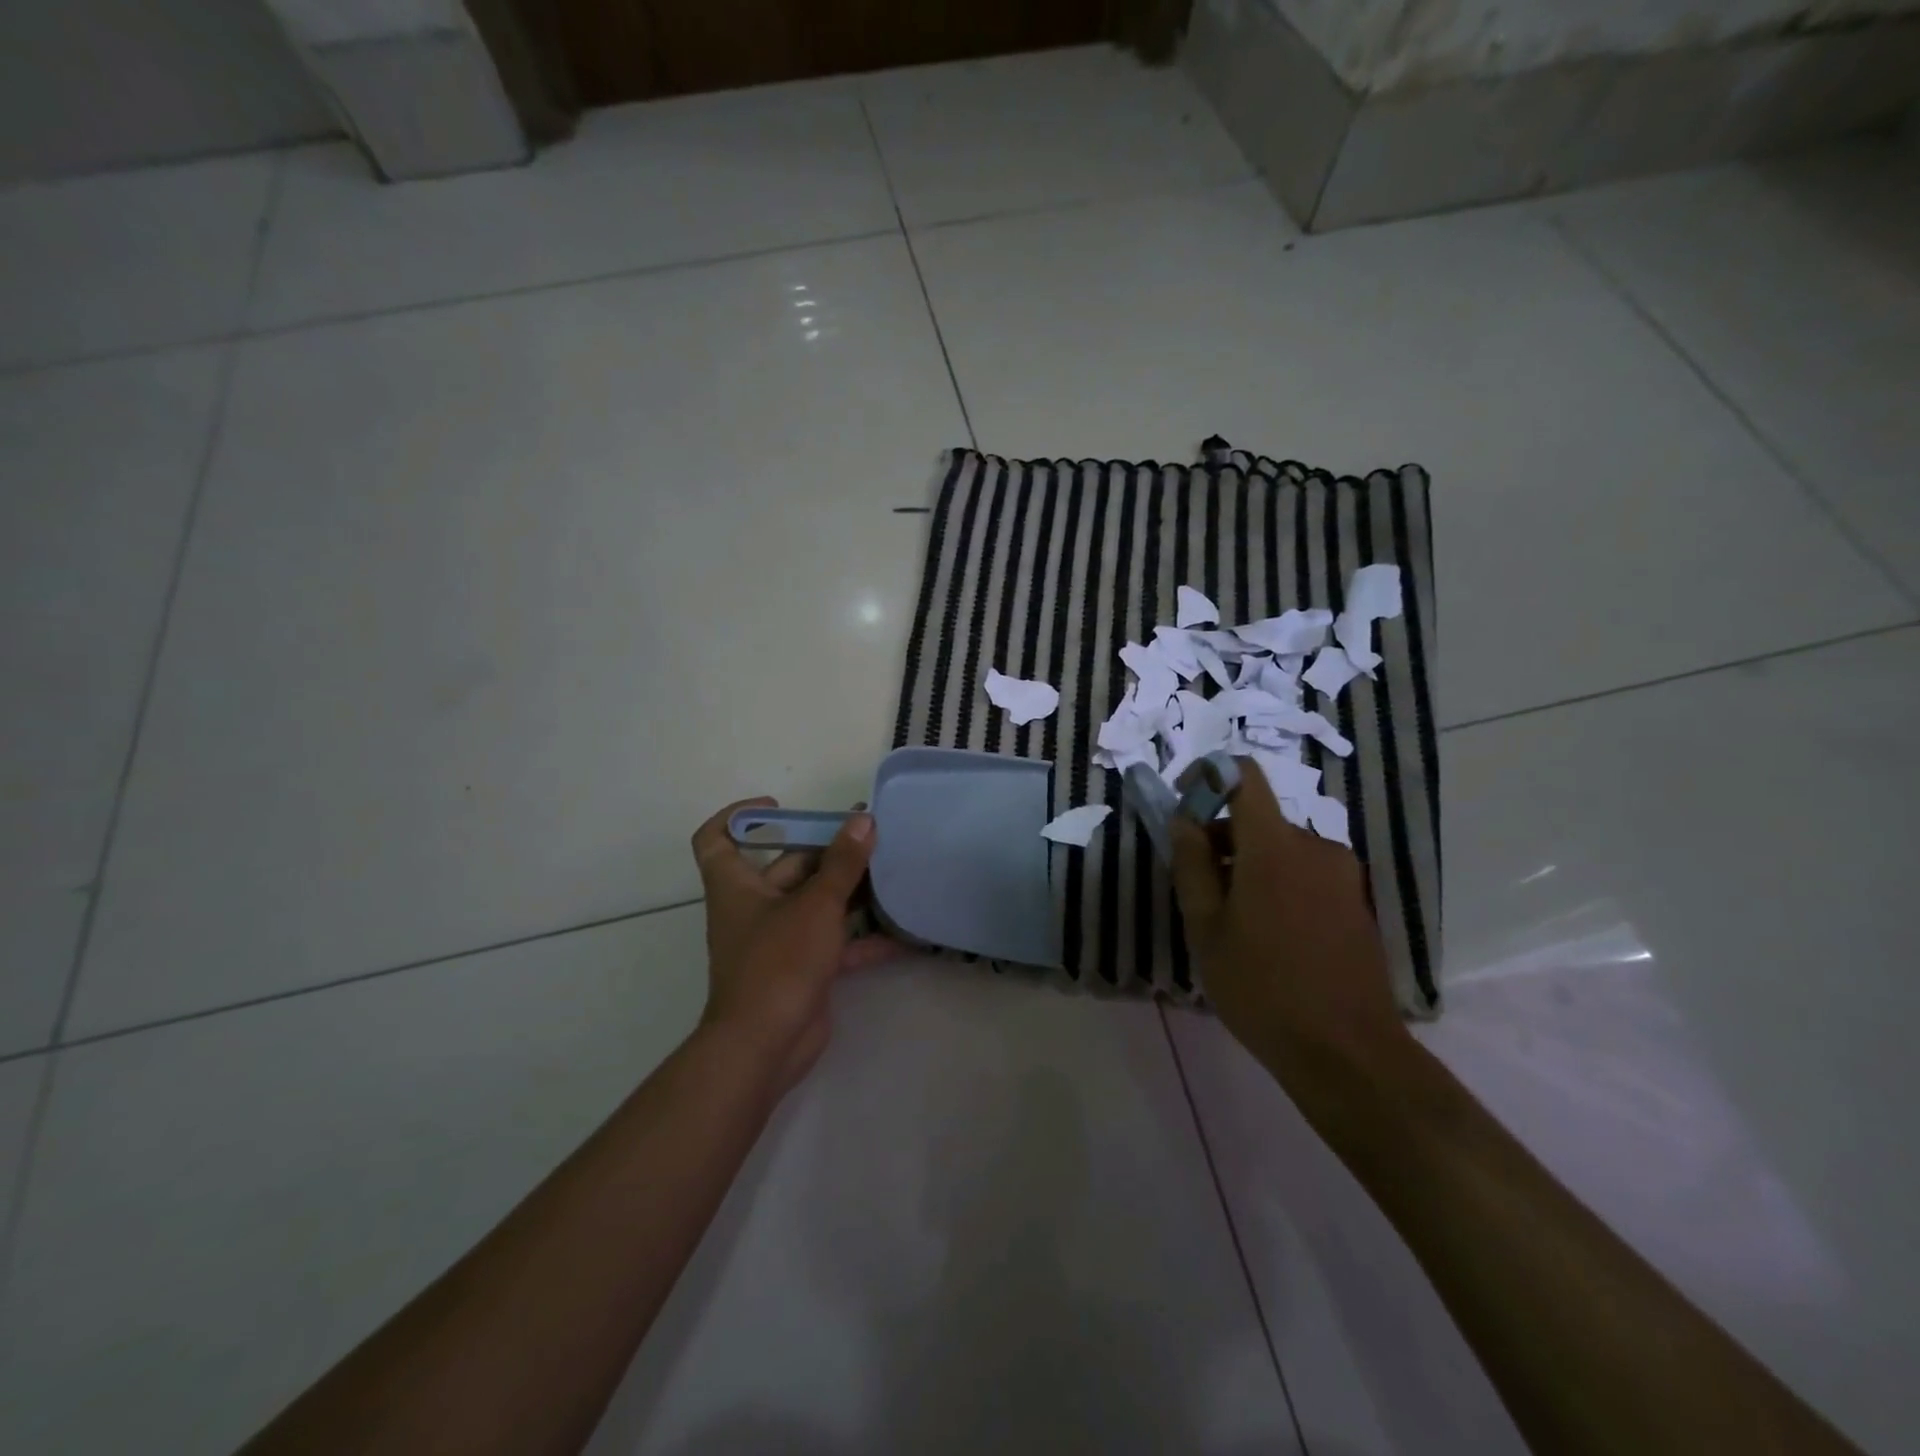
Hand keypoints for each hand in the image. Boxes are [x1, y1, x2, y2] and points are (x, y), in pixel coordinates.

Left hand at [691, 797, 900, 1094]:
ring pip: (815, 904)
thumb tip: (863, 821)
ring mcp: (778, 941)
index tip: (779, 806)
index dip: (740, 816)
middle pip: (787, 867)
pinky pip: (834, 944)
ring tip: (890, 872)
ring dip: (850, 891)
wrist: (765, 1047)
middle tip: (870, 835)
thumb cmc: (779, 962)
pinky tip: (901, 932)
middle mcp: (754, 908)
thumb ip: (842, 863)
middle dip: (827, 851)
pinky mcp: (802, 969)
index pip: (717, 838)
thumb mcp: (815, 905)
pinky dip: (863, 938)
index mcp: (737, 886)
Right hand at [1168, 761, 1409, 1086]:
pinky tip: (1268, 937)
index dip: (1209, 777)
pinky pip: (1305, 874)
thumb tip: (1183, 820)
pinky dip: (1277, 886)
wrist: (1347, 1052)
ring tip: (1231, 923)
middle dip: (1222, 841)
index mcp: (1274, 845)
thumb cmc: (1261, 987)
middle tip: (1198, 891)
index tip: (1184, 805)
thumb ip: (1191, 865)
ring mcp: (1342, 875)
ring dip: (1249, 868)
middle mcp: (1315, 846)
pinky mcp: (1356, 902)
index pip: (1244, 777)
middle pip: (1258, 820)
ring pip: (1280, 850)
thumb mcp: (1205, 928)